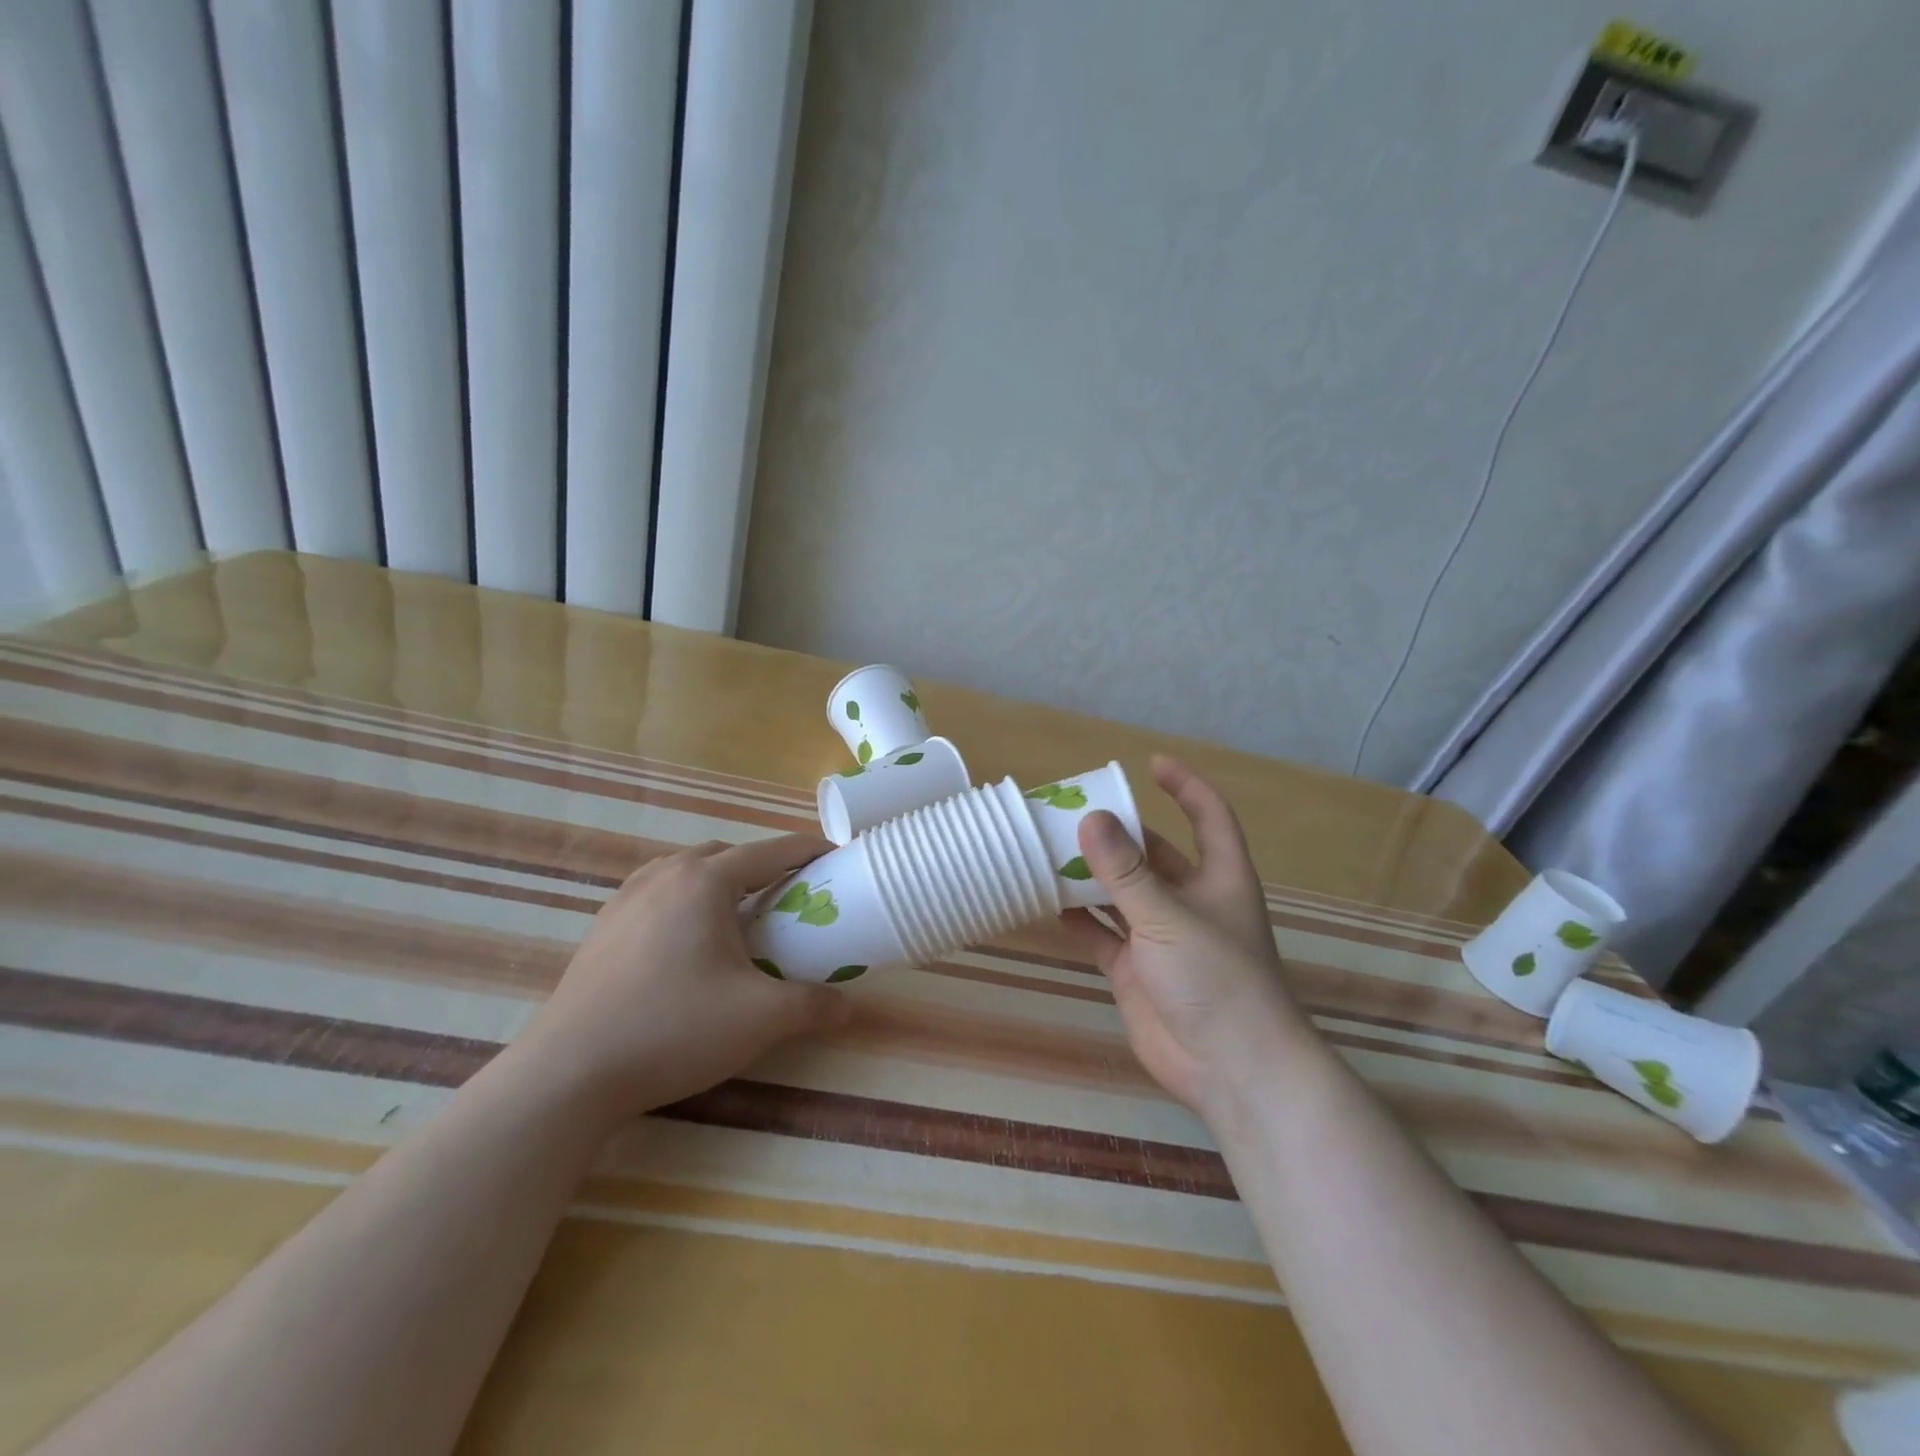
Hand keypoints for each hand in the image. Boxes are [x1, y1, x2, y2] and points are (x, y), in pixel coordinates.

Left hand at [518, 836, 853, 1124]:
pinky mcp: (603, 926)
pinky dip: (685, 900)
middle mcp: (665, 875)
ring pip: (686, 870)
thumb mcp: (760, 1019)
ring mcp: (626, 898)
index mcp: (706, 881)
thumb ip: (813, 1006)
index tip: (835, 857)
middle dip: (763, 866)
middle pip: (727, 854)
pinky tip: (687, 941)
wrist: (570, 1072)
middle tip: (789, 898)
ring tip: (738, 918)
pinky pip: (657, 893)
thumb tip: (848, 1008)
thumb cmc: (674, 1029)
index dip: (808, 851)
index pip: (771, 851)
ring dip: (720, 881)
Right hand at [1061, 756, 1312, 1119]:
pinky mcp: (1136, 970)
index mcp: (1218, 879)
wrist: (1231, 1070)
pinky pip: (1103, 934)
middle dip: (1118, 834)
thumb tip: (1090, 818)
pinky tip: (1049, 903)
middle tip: (1072, 812)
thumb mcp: (1168, 916)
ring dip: (1091, 876)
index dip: (1186, 787)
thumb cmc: (1216, 979)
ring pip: (1121, 894)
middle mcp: (1190, 902)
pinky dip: (1080, 919)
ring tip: (1050, 850)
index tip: (1151, 764)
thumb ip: (1125, 871)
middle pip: (1152, 855)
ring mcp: (1161, 938)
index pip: (1208, 818)